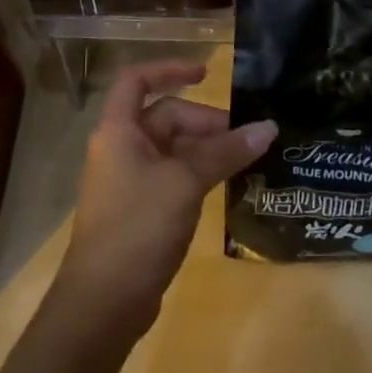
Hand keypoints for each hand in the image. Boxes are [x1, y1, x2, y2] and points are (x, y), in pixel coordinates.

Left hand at [57, 61, 276, 334]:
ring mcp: (129, 181)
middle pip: (165, 117)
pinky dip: (199, 174)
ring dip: (207, 150)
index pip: (138, 80)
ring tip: (247, 160)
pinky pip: (173, 176)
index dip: (170, 69)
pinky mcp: (140, 210)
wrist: (103, 302)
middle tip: (247, 138)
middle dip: (205, 122)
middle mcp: (120, 148)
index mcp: (118, 130)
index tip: (208, 73)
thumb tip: (268, 127)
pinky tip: (227, 185)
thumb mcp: (186, 182)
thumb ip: (226, 152)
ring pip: (173, 149)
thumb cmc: (138, 226)